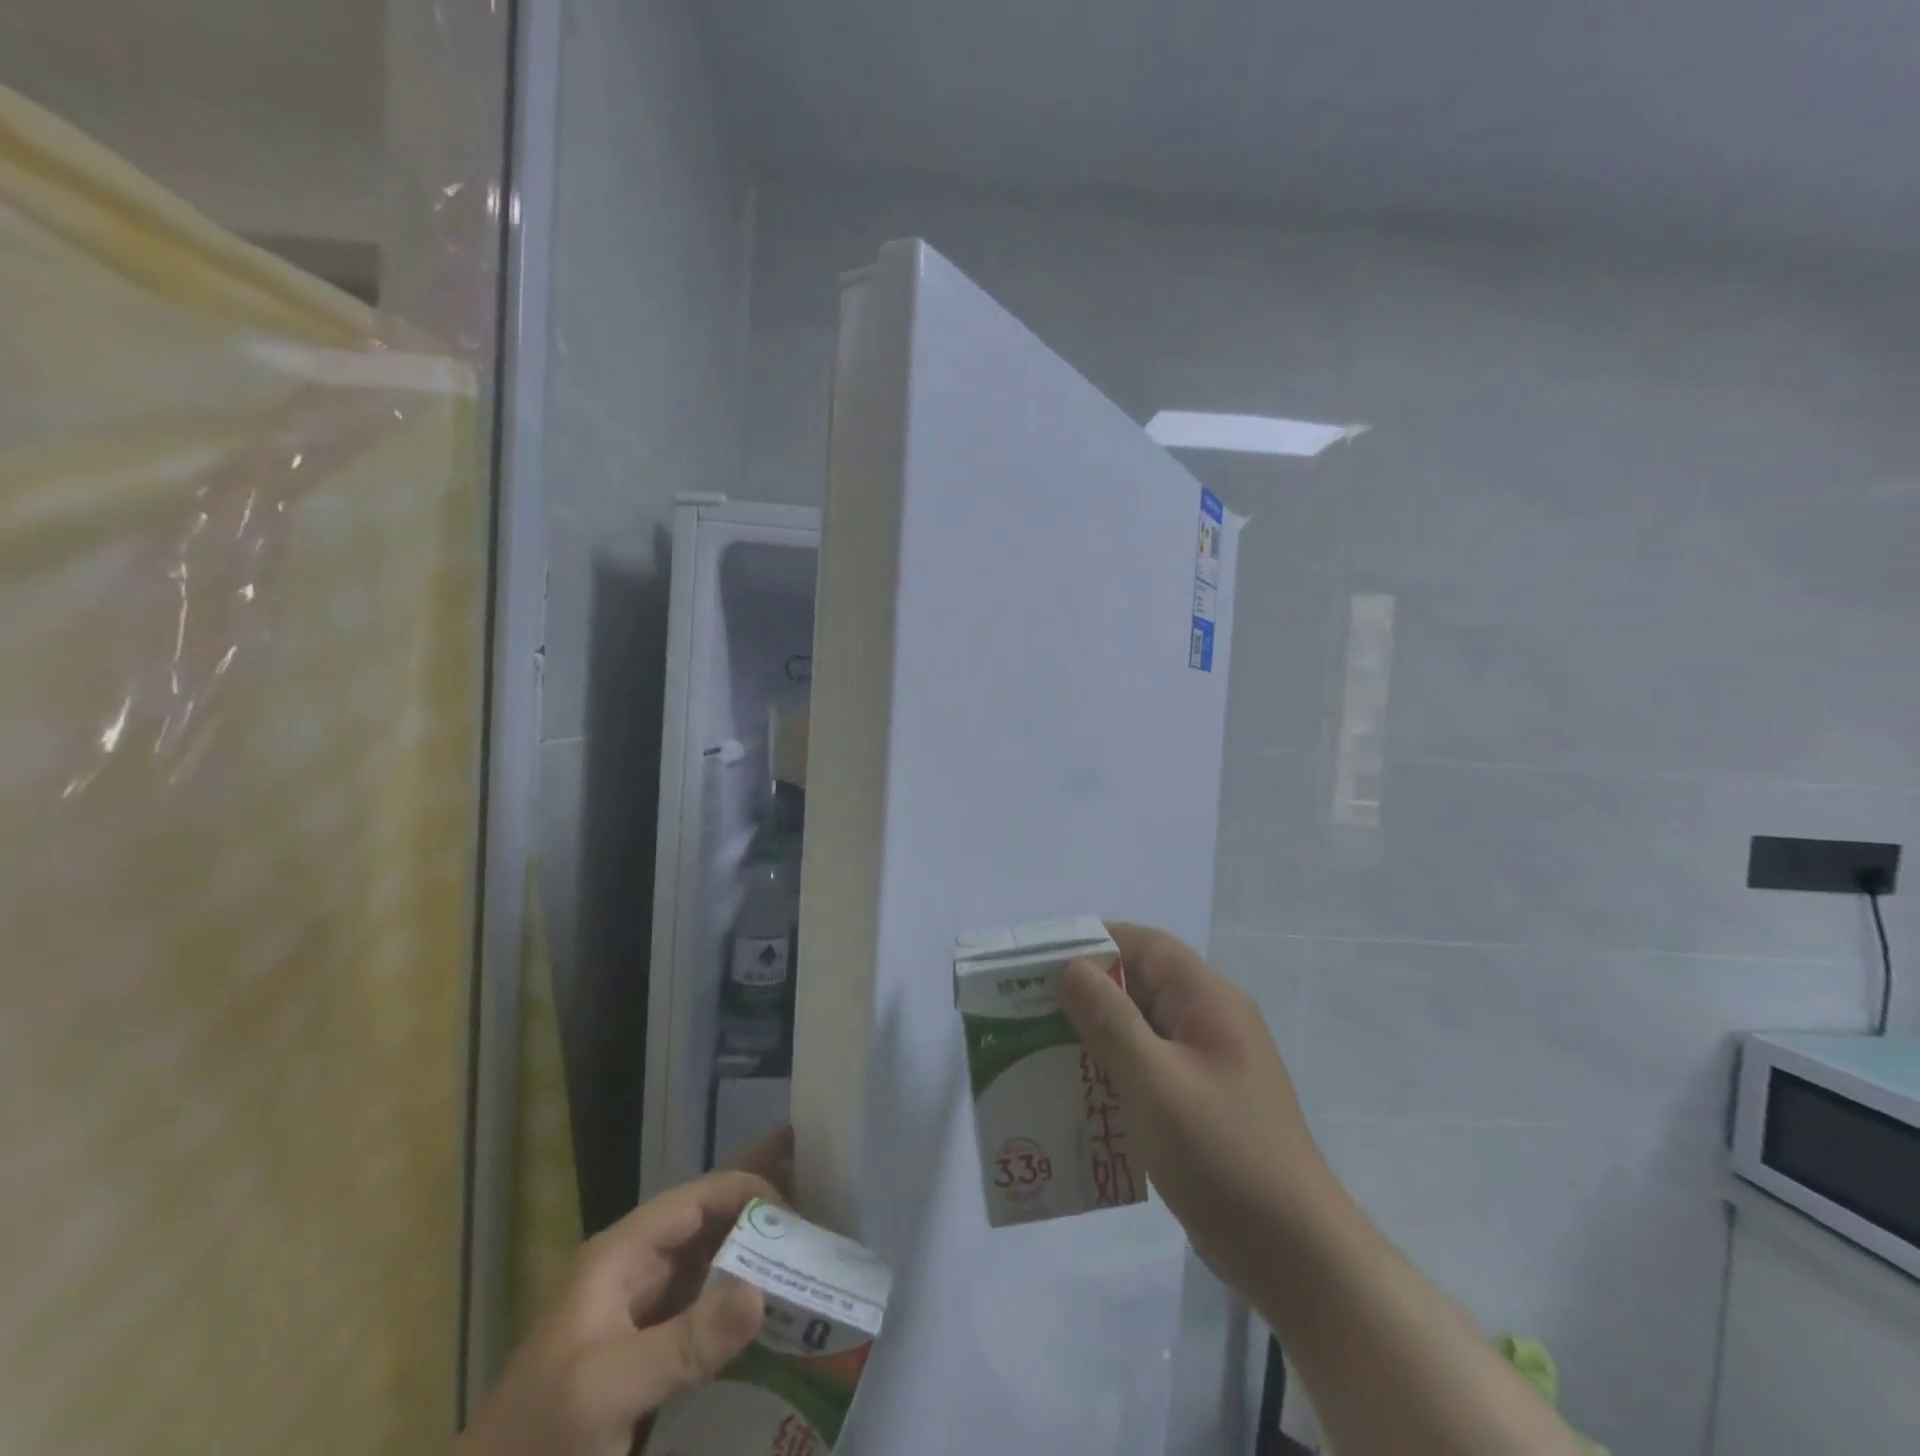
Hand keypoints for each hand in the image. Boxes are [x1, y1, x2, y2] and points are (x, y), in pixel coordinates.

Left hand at [454, 1130, 791, 1455]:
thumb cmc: (537, 1447)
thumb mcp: (605, 1393)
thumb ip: (685, 1341)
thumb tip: (763, 1290)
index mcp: (622, 1256)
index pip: (697, 1199)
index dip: (748, 1193)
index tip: (797, 1217)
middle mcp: (639, 1273)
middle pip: (710, 1219)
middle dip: (759, 1196)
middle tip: (815, 1168)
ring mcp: (648, 1316)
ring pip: (715, 1262)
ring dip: (760, 1248)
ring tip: (813, 1231)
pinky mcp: (656, 1359)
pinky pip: (711, 1312)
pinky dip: (747, 1300)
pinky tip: (782, 1306)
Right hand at [1061, 924, 1325, 1288]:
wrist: (1295, 1254)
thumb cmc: (1222, 1154)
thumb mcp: (1155, 1082)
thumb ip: (1111, 1021)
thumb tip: (1072, 967)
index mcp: (1208, 1000)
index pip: (1146, 945)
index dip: (1094, 942)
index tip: (1042, 962)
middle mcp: (1210, 1020)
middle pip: (1140, 984)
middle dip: (1086, 993)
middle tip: (1028, 1009)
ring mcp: (1208, 1063)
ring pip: (1141, 1029)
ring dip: (1095, 1036)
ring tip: (1041, 1051)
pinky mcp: (1202, 1101)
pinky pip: (1149, 1067)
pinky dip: (1114, 1071)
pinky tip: (1078, 1095)